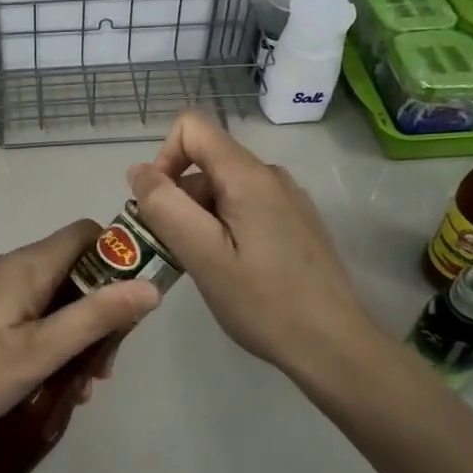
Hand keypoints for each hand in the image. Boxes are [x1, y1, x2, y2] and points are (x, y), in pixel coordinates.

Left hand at [0, 220, 162, 451]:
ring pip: (55, 299)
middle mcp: (13, 268)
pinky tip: (47, 386)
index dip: (120, 258)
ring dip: (76, 336)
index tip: (134, 304)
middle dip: (101, 312)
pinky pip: (31, 317)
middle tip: (104, 366)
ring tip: (78, 388)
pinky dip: (49, 343)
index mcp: (29, 265)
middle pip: (77, 270)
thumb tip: (151, 286)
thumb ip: (96, 318)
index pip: (89, 234)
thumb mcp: (39, 352)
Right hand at [127, 112, 375, 380]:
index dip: (163, 159)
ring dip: (200, 219)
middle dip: (179, 199)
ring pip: (223, 188)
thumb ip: (165, 206)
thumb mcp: (202, 255)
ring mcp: (288, 198)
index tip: (159, 208)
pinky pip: (246, 207)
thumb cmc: (263, 301)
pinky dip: (225, 228)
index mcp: (248, 175)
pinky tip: (233, 270)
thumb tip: (138, 170)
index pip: (191, 127)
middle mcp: (270, 175)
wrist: (334, 345)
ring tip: (206, 268)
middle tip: (177, 253)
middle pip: (206, 163)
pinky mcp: (296, 222)